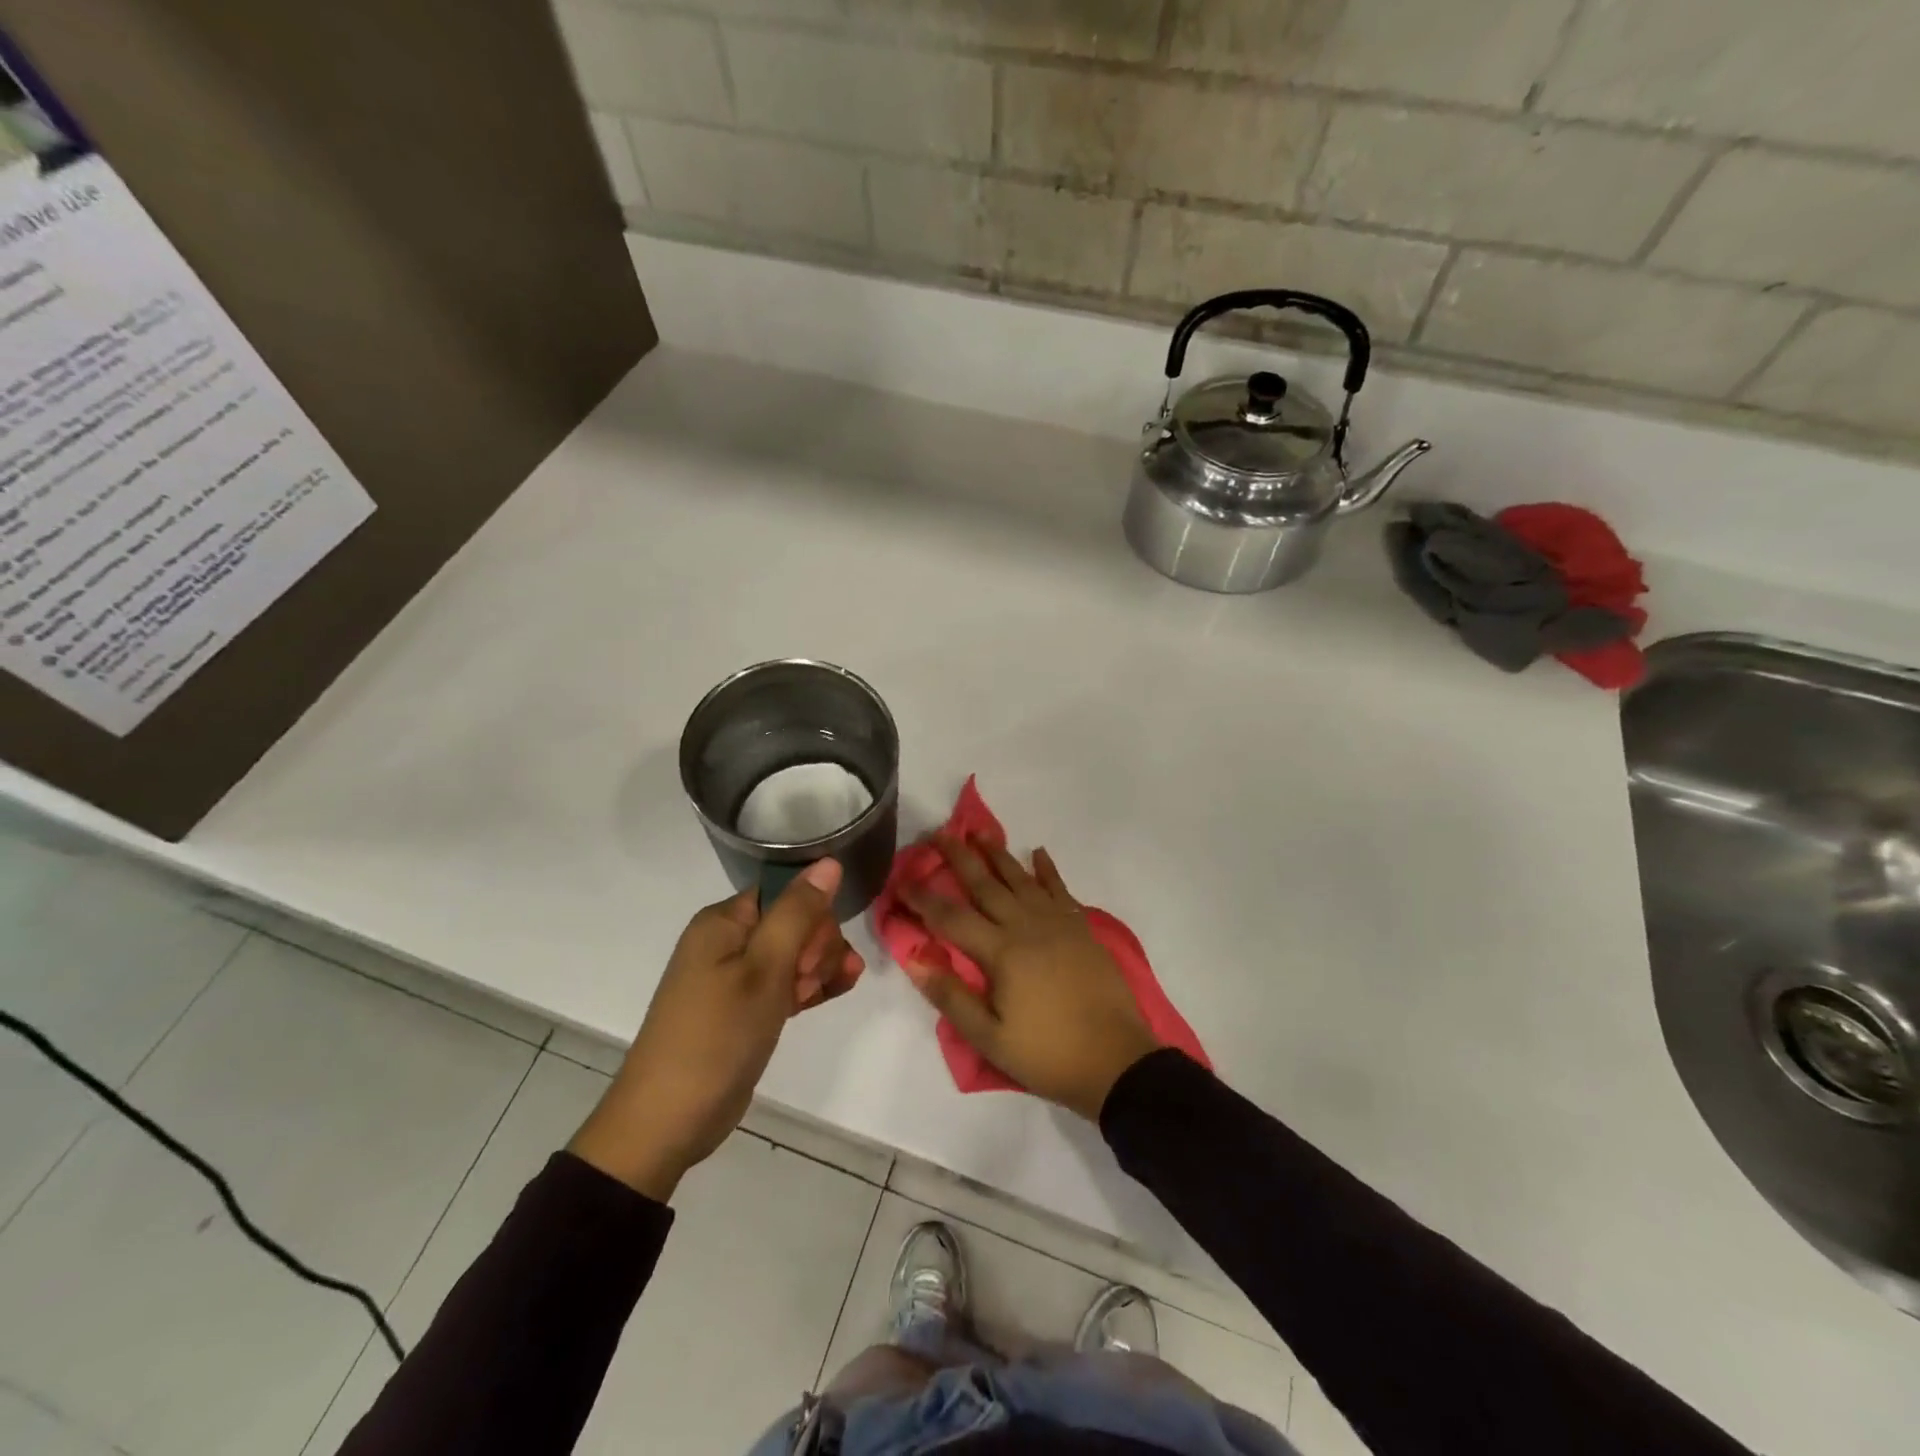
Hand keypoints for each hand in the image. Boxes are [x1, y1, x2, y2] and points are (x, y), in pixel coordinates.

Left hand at [569, 859, 862, 1200]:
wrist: (667, 1121)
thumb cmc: (717, 1036)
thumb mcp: (764, 970)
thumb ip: (798, 913)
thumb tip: (829, 862)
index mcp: (724, 921)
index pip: (784, 893)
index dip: (811, 915)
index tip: (815, 951)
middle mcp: (726, 941)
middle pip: (792, 921)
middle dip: (816, 945)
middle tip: (809, 981)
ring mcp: (733, 978)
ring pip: (793, 954)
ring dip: (819, 966)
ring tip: (837, 987)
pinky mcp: (742, 1010)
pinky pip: (784, 983)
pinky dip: (808, 986)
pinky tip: (839, 989)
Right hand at [903, 838, 1159, 1120]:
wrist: (1116, 1060)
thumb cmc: (1047, 1054)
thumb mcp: (989, 1037)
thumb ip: (951, 996)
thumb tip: (914, 960)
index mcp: (1001, 952)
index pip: (951, 917)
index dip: (923, 898)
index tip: (900, 880)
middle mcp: (1026, 926)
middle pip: (985, 884)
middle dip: (959, 858)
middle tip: (939, 834)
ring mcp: (1058, 923)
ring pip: (1021, 879)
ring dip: (998, 854)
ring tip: (980, 832)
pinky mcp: (1081, 928)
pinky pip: (1060, 889)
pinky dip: (1048, 870)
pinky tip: (1039, 853)